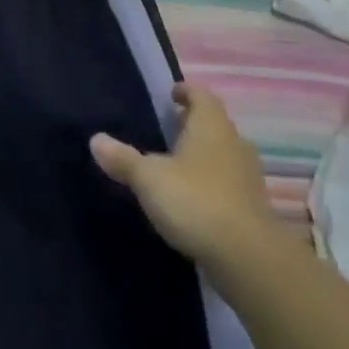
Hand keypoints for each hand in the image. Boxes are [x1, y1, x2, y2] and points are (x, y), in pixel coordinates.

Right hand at [90, 83, 272, 271]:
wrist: (247, 257)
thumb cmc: (195, 201)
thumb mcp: (149, 179)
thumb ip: (123, 159)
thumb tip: (95, 140)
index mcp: (211, 126)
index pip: (201, 94)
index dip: (185, 91)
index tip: (171, 94)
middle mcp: (234, 143)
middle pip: (214, 123)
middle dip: (192, 123)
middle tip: (168, 128)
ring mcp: (248, 175)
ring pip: (223, 152)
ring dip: (204, 153)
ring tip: (177, 163)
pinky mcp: (253, 205)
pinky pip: (229, 181)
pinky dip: (212, 181)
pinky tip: (194, 197)